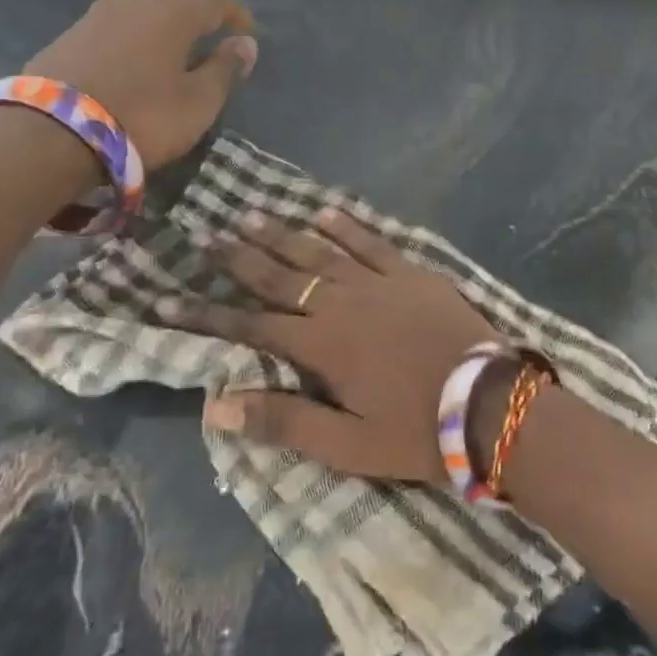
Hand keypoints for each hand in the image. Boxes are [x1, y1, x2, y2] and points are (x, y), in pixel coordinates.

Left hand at [24, 0, 256, 169]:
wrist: (50, 133)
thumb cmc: (143, 116)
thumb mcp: (198, 102)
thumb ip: (225, 69)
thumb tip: (245, 43)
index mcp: (172, 12)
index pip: (216, 1)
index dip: (237, 15)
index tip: (248, 34)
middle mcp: (134, 2)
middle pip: (176, 1)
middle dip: (197, 19)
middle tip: (209, 44)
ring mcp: (95, 16)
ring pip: (142, 13)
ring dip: (162, 30)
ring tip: (172, 57)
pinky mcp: (68, 36)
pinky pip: (115, 29)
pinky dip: (133, 41)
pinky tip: (134, 66)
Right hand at [160, 209, 498, 482]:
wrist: (492, 404)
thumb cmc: (418, 432)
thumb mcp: (348, 444)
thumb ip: (284, 422)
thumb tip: (216, 403)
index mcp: (322, 346)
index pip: (250, 325)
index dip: (206, 313)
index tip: (165, 299)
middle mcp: (342, 304)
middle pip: (280, 276)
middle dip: (238, 258)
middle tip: (204, 236)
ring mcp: (380, 283)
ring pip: (320, 251)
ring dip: (282, 234)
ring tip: (249, 215)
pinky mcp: (413, 274)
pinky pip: (372, 242)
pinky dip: (346, 226)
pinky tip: (324, 211)